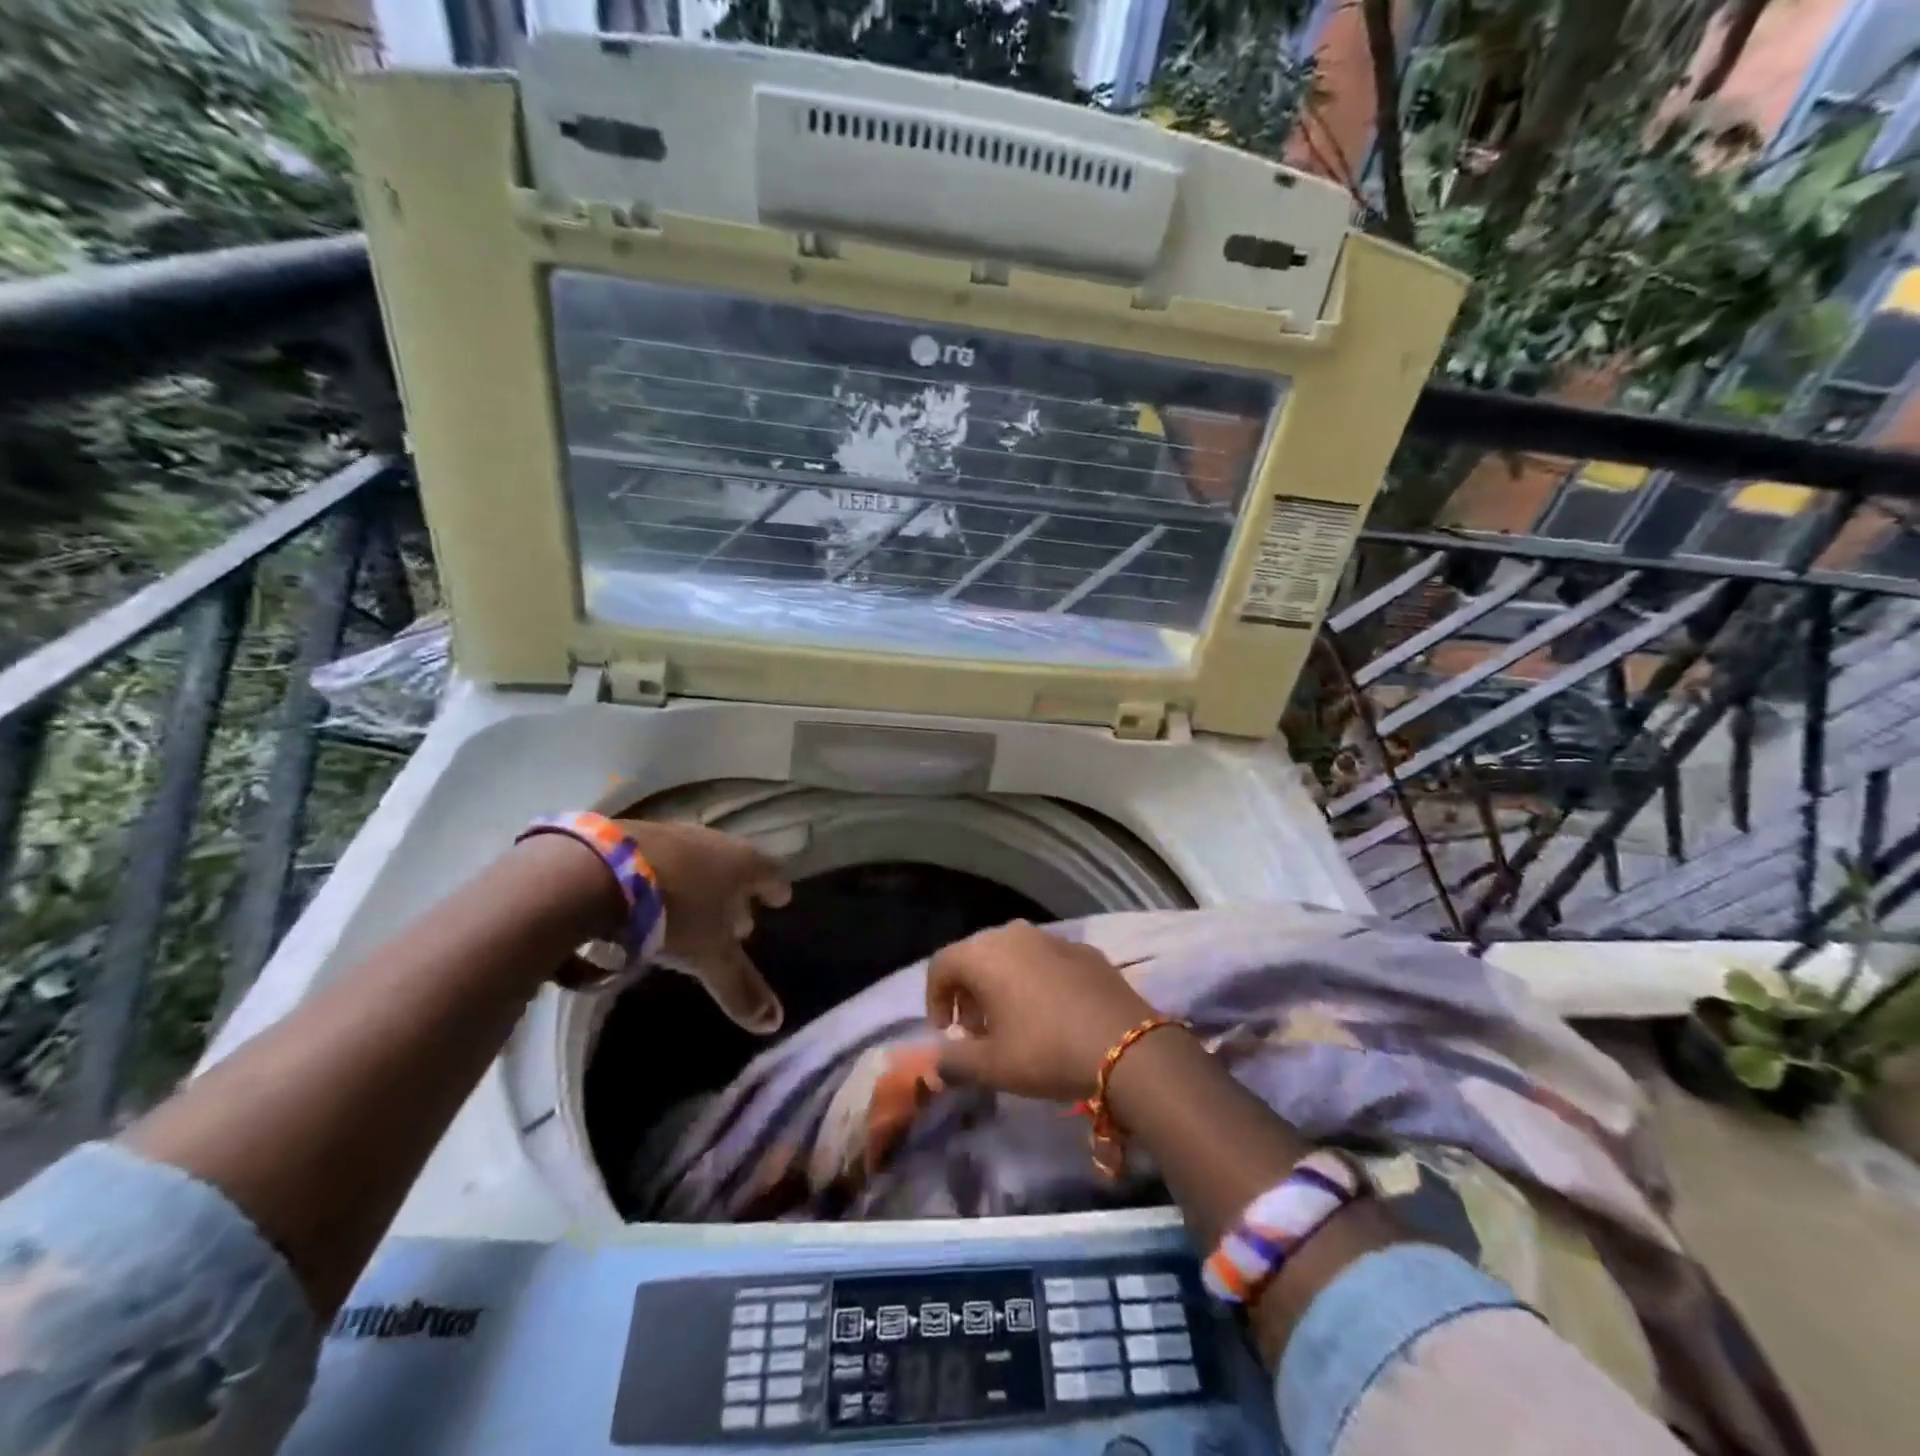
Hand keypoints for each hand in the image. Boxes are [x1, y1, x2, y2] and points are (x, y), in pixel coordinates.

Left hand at [622, 820, 792, 1033]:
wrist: (597, 871)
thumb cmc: (673, 913)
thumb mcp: (709, 956)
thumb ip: (740, 987)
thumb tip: (775, 1022)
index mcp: (741, 864)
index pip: (771, 874)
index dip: (776, 889)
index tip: (782, 899)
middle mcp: (713, 842)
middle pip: (734, 867)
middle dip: (737, 894)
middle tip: (739, 920)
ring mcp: (672, 835)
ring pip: (697, 862)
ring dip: (700, 886)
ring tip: (694, 912)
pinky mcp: (632, 835)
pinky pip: (661, 860)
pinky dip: (665, 879)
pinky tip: (650, 899)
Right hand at [926, 920, 1155, 1102]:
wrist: (1126, 1046)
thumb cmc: (1046, 1052)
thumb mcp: (992, 1067)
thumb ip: (954, 1062)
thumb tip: (936, 1062)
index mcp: (984, 955)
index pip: (941, 965)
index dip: (934, 999)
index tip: (945, 1032)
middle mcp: (1014, 934)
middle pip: (975, 956)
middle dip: (968, 992)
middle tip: (977, 1032)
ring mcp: (1052, 938)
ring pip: (1011, 954)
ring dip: (1001, 984)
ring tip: (1013, 1023)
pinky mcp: (1084, 949)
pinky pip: (1044, 959)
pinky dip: (1035, 979)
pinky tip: (1051, 1013)